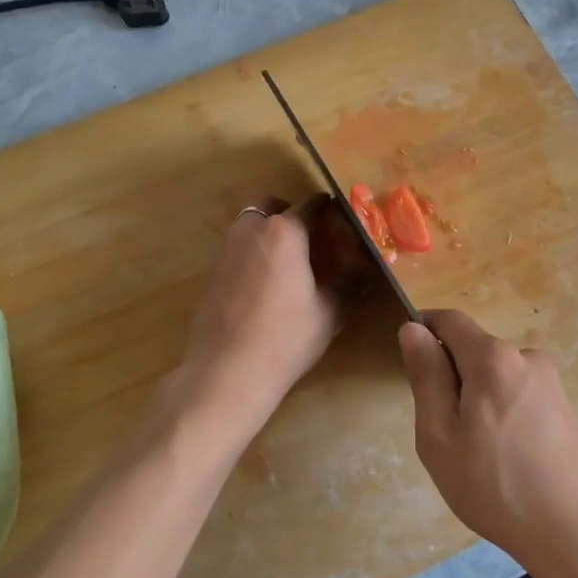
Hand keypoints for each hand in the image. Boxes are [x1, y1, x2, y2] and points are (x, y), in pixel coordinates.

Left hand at [176, 196, 370, 433]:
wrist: (226, 372)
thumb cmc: (285, 338)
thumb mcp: (328, 312)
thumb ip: (348, 283)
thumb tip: (365, 269)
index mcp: (284, 232)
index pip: (311, 205)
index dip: (330, 208)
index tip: (343, 216)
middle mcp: (251, 230)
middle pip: (272, 205)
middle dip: (291, 212)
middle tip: (312, 236)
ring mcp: (227, 250)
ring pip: (251, 225)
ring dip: (269, 231)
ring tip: (291, 261)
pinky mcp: (212, 273)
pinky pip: (238, 249)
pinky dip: (254, 253)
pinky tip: (268, 284)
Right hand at [399, 310, 577, 571]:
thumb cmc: (496, 487)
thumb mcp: (440, 436)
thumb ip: (426, 377)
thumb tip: (412, 329)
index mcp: (493, 358)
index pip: (450, 320)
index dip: (424, 329)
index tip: (412, 363)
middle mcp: (527, 358)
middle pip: (475, 351)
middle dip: (453, 378)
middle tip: (444, 433)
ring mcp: (553, 384)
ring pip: (498, 378)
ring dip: (480, 401)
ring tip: (479, 456)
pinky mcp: (568, 410)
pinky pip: (522, 398)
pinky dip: (506, 417)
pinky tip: (510, 463)